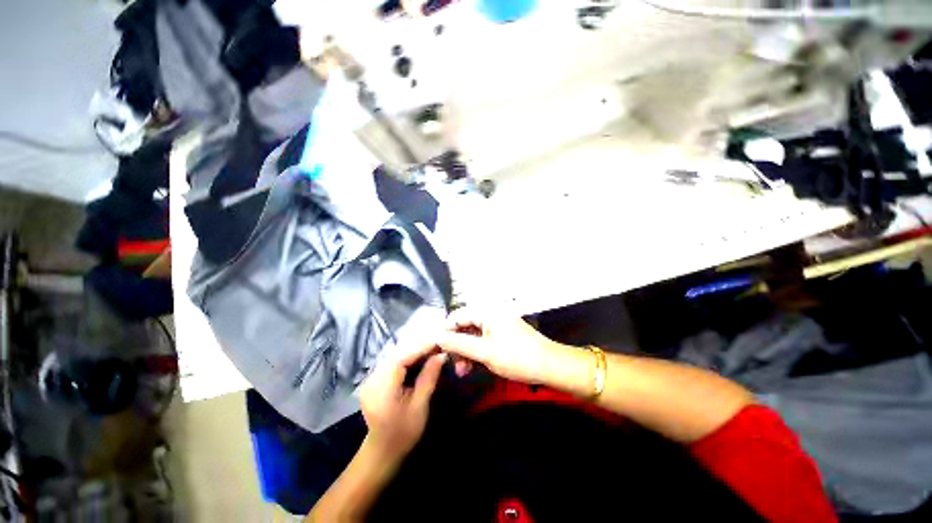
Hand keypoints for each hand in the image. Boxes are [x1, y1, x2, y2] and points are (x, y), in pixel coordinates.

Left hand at [359, 341, 446, 461]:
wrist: (383, 452)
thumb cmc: (404, 432)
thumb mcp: (420, 405)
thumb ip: (429, 377)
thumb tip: (441, 355)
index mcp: (382, 387)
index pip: (402, 358)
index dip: (420, 348)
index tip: (438, 342)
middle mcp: (372, 379)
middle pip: (397, 355)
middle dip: (417, 349)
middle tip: (437, 346)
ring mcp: (370, 379)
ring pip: (394, 357)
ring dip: (412, 353)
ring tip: (430, 351)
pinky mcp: (373, 381)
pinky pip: (391, 364)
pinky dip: (405, 360)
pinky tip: (417, 361)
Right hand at [437, 309, 566, 385]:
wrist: (549, 365)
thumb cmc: (516, 356)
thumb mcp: (484, 351)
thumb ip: (459, 344)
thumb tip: (437, 337)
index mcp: (486, 312)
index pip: (457, 317)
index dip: (446, 332)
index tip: (438, 350)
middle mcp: (491, 314)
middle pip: (465, 327)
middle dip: (457, 346)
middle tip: (454, 366)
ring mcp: (498, 325)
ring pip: (474, 336)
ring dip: (466, 352)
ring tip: (463, 372)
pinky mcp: (503, 335)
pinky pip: (484, 341)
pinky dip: (477, 353)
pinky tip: (474, 367)